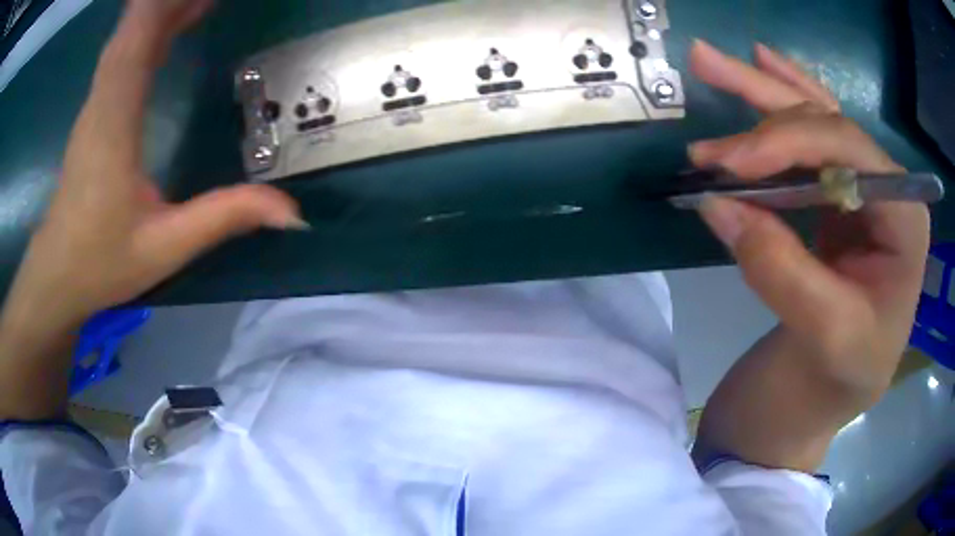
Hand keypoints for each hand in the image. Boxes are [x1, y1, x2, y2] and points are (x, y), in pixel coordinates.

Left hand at [1, 0, 303, 336]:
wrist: (56, 276)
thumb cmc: (100, 263)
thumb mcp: (165, 247)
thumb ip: (224, 219)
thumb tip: (292, 212)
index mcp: (114, 123)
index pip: (137, 39)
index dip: (166, 6)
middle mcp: (103, 100)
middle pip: (135, 26)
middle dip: (173, 2)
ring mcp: (96, 103)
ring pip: (128, 35)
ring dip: (164, 10)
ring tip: (206, 1)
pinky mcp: (96, 111)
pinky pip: (123, 52)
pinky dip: (150, 29)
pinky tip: (174, 24)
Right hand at [688, 40, 928, 391]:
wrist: (832, 391)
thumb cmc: (841, 374)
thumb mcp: (824, 338)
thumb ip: (782, 271)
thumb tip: (718, 204)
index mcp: (904, 219)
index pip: (849, 151)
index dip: (787, 142)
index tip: (728, 165)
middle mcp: (888, 190)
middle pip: (828, 121)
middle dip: (765, 103)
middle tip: (702, 71)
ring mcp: (863, 188)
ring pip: (814, 117)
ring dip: (761, 90)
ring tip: (710, 60)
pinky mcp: (837, 196)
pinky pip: (811, 134)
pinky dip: (784, 97)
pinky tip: (765, 64)